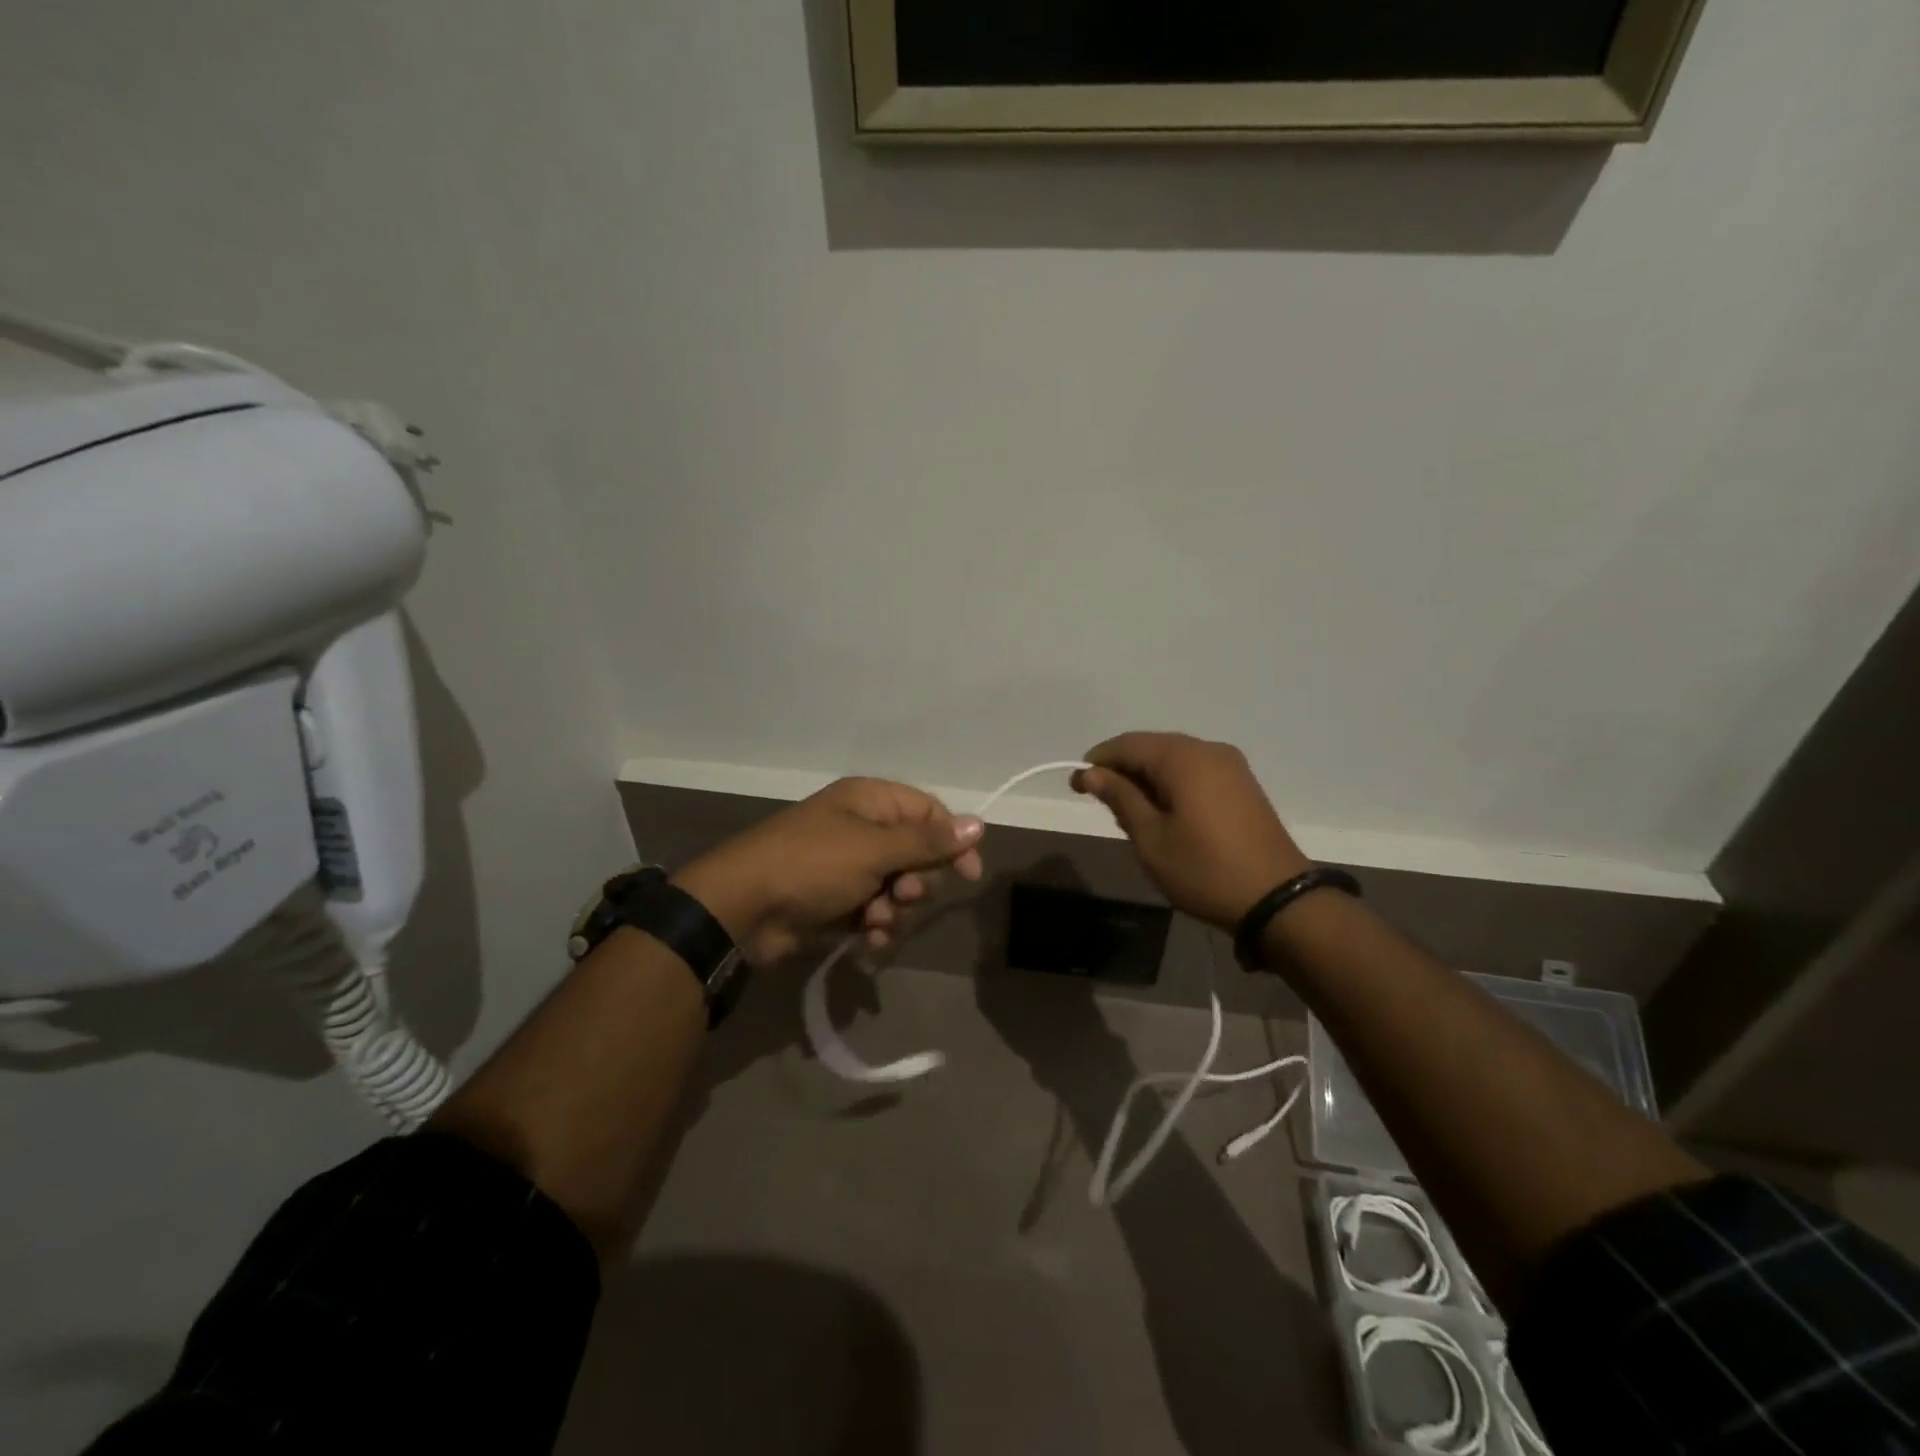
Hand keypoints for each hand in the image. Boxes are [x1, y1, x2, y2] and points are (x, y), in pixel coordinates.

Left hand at [670, 778, 983, 965]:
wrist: (742, 911)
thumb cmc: (812, 866)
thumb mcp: (874, 849)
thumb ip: (928, 840)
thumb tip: (978, 824)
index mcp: (869, 801)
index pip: (928, 812)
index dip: (952, 841)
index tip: (968, 874)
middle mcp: (861, 829)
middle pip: (916, 854)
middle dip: (915, 882)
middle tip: (902, 894)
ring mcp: (847, 867)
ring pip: (897, 888)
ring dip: (895, 910)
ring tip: (875, 921)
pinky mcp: (835, 902)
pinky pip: (874, 911)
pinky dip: (876, 926)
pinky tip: (868, 940)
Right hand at [1073, 732, 1309, 931]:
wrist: (1277, 900)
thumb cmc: (1204, 870)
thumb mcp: (1151, 838)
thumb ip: (1120, 798)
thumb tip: (1090, 773)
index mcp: (1183, 758)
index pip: (1127, 744)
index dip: (1097, 761)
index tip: (1076, 786)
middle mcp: (1209, 750)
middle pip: (1152, 747)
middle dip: (1122, 770)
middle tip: (1102, 804)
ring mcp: (1231, 766)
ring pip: (1174, 759)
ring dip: (1147, 778)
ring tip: (1131, 814)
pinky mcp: (1243, 784)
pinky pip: (1195, 771)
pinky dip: (1172, 784)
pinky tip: (1164, 813)